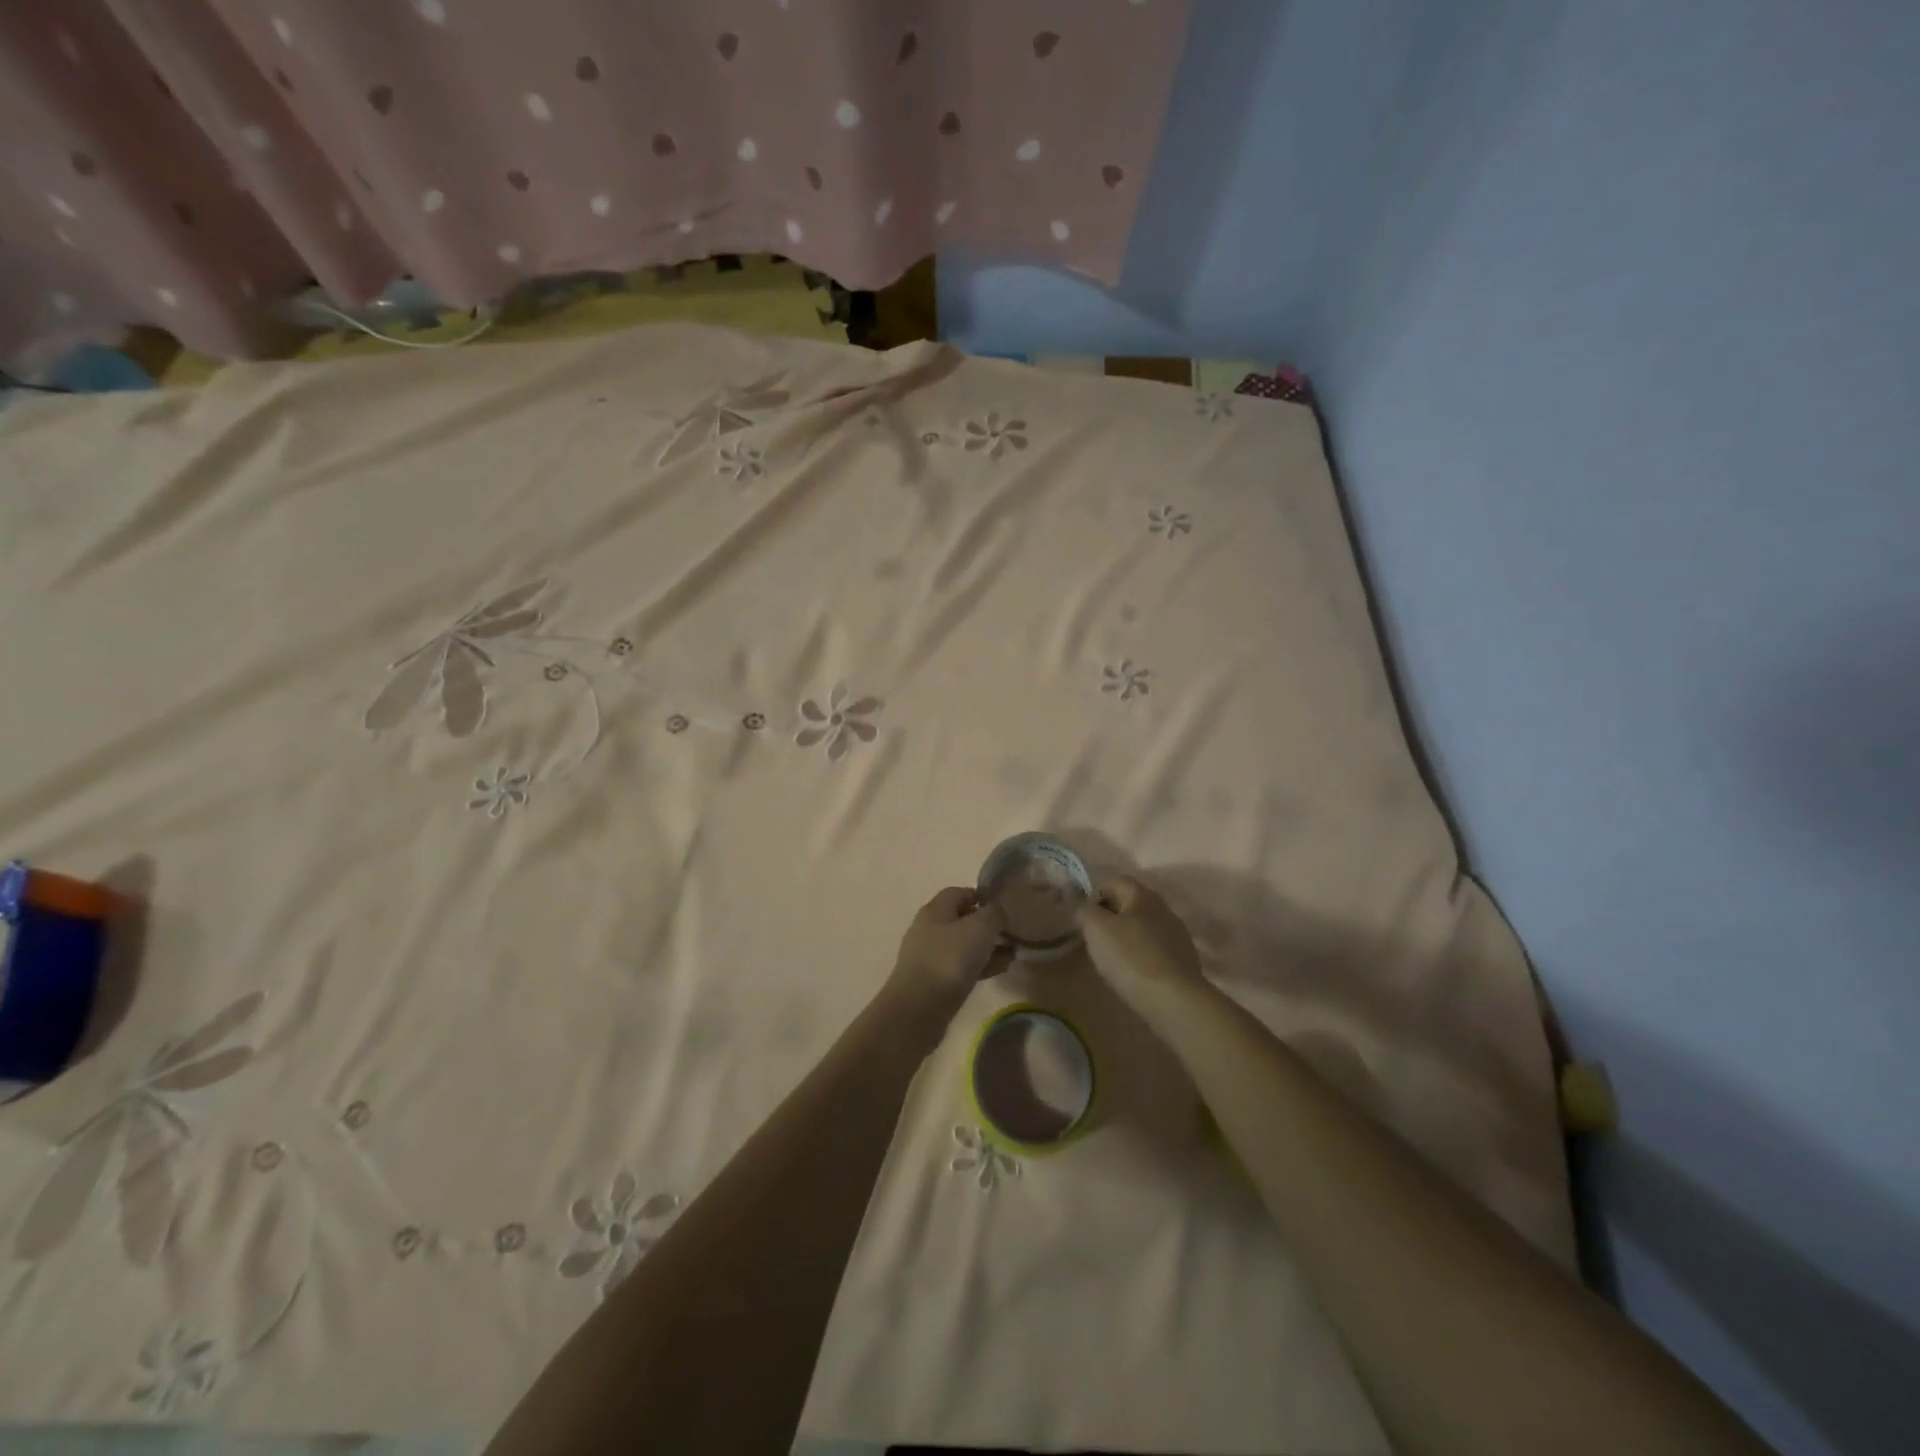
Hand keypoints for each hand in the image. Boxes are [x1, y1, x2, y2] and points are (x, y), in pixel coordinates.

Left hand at [883, 888, 1010, 1033]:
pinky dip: (980, 966)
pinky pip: (961, 967)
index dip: (982, 896)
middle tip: (1010, 932)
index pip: (959, 892)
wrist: (919, 1009)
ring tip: (1011, 954)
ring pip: (963, 945)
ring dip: (987, 948)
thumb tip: (998, 911)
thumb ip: (994, 913)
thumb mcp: (980, 928)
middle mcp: (929, 929)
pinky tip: (999, 970)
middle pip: (961, 919)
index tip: (1004, 906)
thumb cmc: (949, 959)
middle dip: (987, 925)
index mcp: (935, 910)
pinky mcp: (933, 982)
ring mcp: (929, 957)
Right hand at [1077, 875, 1203, 995]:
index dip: (1095, 894)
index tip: (1084, 918)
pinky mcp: (1184, 959)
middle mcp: (1163, 908)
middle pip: (1130, 903)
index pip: (1114, 881)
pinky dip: (1142, 954)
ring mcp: (1177, 934)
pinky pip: (1155, 948)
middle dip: (1110, 916)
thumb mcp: (1096, 929)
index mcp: (1142, 895)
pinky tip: (1134, 973)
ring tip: (1113, 959)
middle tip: (1095, 938)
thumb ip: (1084, 908)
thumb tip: (1080, 899)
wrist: (1175, 1000)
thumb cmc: (1130, 957)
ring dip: (1127, 936)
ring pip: (1144, 927)